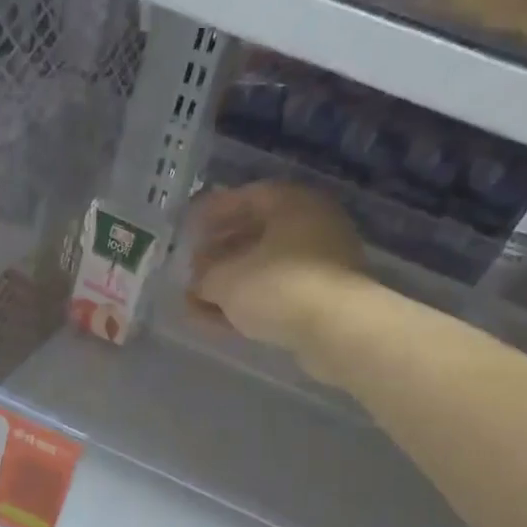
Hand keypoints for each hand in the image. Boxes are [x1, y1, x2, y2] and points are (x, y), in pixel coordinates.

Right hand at [188, 181, 365, 357]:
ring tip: (198, 302)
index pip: (245, 197)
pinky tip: (222, 321)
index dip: (212, 213)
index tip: (188, 229)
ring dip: (231, 283)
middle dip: (220, 253)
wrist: (337, 330)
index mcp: (291, 203)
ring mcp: (322, 264)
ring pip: (266, 268)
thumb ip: (205, 276)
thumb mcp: (226, 280)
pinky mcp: (324, 299)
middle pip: (257, 234)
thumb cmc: (278, 287)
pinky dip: (250, 303)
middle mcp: (312, 225)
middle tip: (193, 269)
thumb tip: (199, 280)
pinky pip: (278, 293)